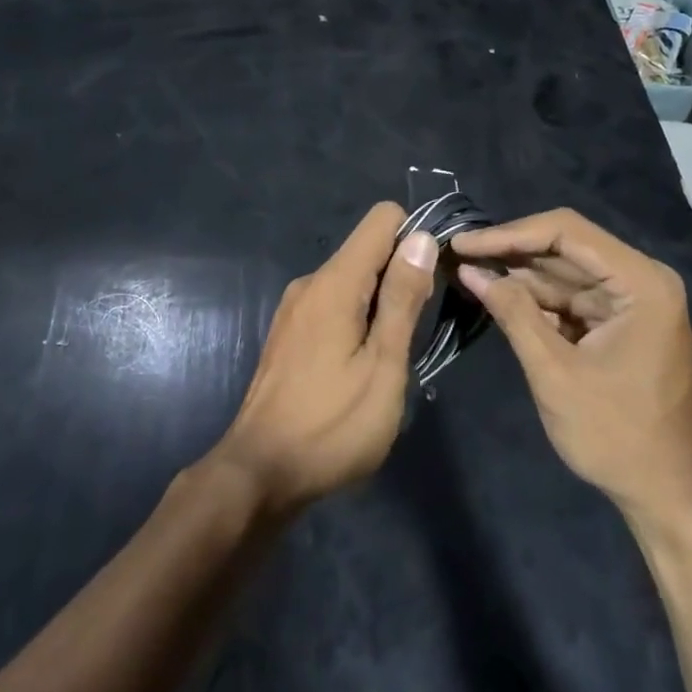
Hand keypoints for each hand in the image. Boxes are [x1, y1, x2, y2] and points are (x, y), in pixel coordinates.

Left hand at [207, 203, 437, 516]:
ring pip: (352, 280)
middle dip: (402, 276)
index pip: (383, 218)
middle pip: (368, 249)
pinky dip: (357, 319)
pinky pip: (334, 304)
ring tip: (391, 357)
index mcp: (335, 282)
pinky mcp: (290, 333)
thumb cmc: (332, 425)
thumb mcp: (383, 365)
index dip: (416, 239)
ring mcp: (296, 308)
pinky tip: (360, 367)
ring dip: (381, 304)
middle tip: (417, 333)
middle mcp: (311, 282)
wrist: (259, 473)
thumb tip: (421, 237)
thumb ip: (403, 299)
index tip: (432, 281)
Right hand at [451, 209, 691, 518]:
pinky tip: (495, 293)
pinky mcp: (618, 321)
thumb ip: (513, 313)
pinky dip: (534, 298)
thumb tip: (469, 270)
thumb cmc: (615, 434)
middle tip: (456, 253)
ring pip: (563, 271)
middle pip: (565, 247)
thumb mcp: (554, 371)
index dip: (509, 234)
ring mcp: (631, 301)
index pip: (566, 232)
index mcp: (640, 283)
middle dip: (510, 251)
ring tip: (465, 268)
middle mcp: (641, 280)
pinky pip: (570, 297)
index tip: (463, 244)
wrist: (664, 494)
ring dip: (517, 273)